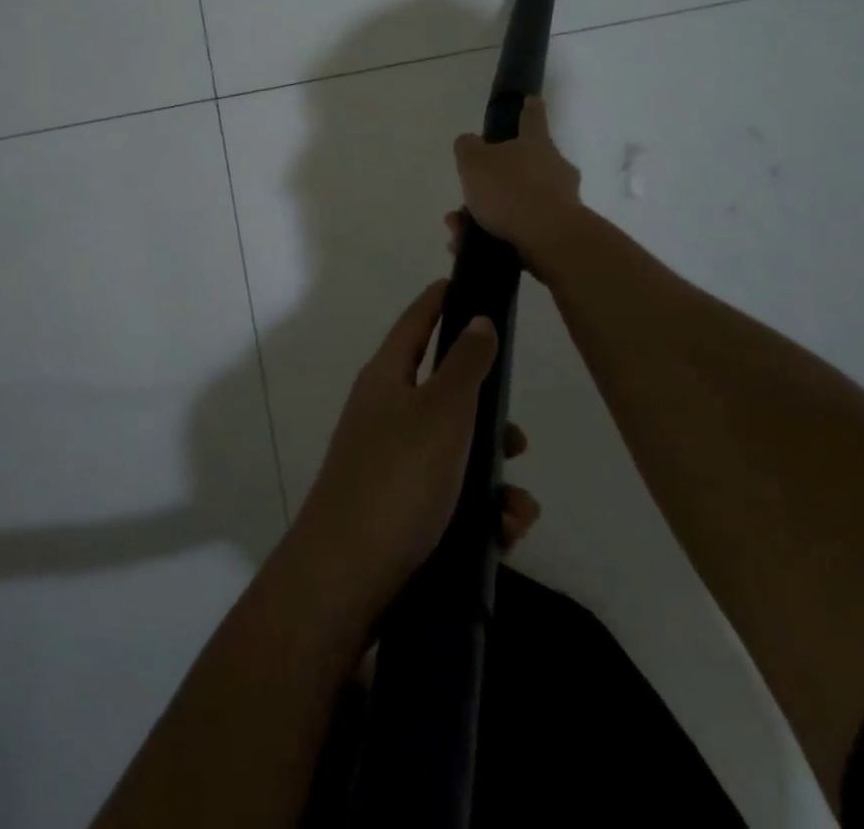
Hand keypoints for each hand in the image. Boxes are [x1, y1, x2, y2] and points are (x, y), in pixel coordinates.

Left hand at [290, 280, 540, 619]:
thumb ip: (466, 363)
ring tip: (515, 511)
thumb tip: (476, 317)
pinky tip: (502, 536)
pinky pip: (450, 497)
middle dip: (488, 417)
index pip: (416, 322)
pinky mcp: (399, 511)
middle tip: (516, 438)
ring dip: (493, 478)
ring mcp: (390, 464)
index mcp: (387, 378)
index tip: (468, 283)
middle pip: (445, 394)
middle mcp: (385, 414)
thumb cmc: (397, 478)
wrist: (346, 580)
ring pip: (456, 453)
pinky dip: (479, 513)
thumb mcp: (442, 411)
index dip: (440, 299)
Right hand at [450, 96, 584, 267]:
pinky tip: (471, 248)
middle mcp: (554, 167)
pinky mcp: (559, 232)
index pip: (532, 117)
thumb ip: (468, 148)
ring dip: (488, 213)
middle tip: (469, 194)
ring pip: (517, 201)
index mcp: (536, 143)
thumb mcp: (474, 162)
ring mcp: (561, 200)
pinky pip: (521, 229)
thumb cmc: (511, 191)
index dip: (529, 107)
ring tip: (459, 230)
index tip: (531, 100)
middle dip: (494, 180)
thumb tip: (470, 142)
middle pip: (523, 165)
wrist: (550, 240)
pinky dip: (495, 236)